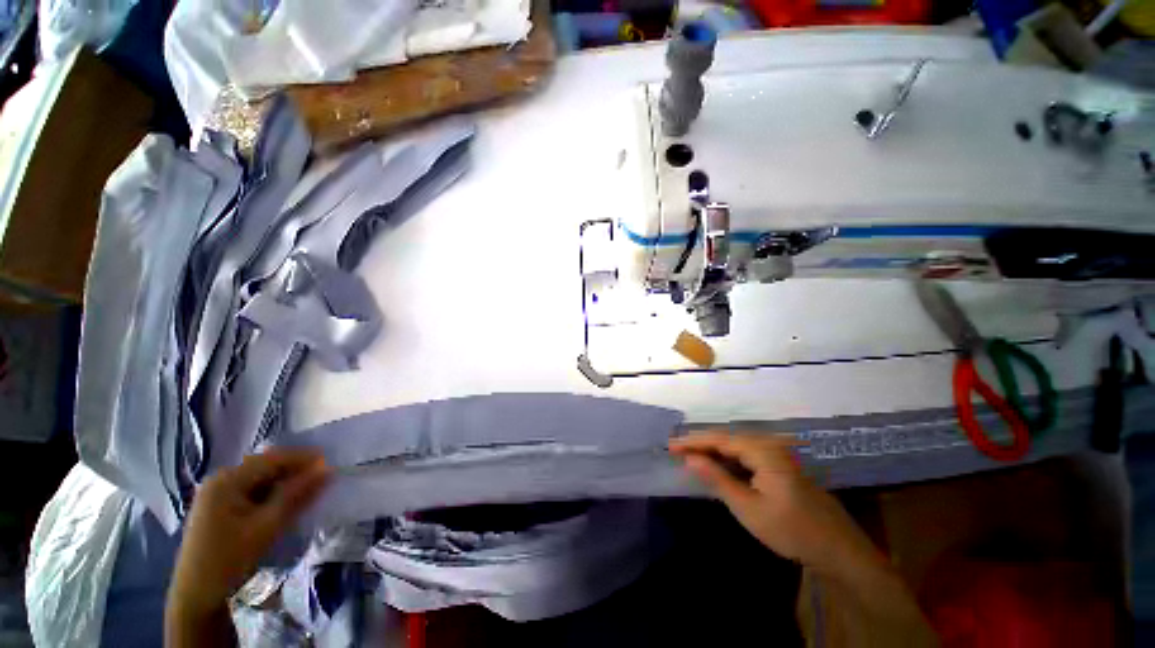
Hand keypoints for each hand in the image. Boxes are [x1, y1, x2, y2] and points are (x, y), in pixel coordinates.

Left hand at [168, 449, 330, 615]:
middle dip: (295, 471)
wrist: (196, 596)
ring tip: (308, 492)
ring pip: (261, 479)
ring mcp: (217, 493)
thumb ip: (296, 495)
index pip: (273, 459)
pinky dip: (272, 494)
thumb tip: (327, 469)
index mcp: (227, 480)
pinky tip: (285, 504)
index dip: (304, 459)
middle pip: (266, 467)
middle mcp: (220, 480)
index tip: (331, 464)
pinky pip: (252, 491)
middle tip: (322, 479)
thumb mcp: (267, 527)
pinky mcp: (219, 507)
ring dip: (285, 483)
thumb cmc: (230, 559)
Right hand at [668, 431, 880, 573]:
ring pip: (737, 447)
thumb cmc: (791, 531)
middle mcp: (770, 445)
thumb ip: (717, 479)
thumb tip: (690, 458)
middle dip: (701, 444)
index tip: (670, 445)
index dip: (693, 441)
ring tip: (691, 456)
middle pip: (727, 439)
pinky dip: (730, 460)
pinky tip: (719, 466)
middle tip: (676, 451)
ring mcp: (779, 455)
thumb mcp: (748, 508)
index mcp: (763, 451)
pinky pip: (749, 455)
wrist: (839, 551)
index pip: (719, 439)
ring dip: (714, 451)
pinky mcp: (782, 466)